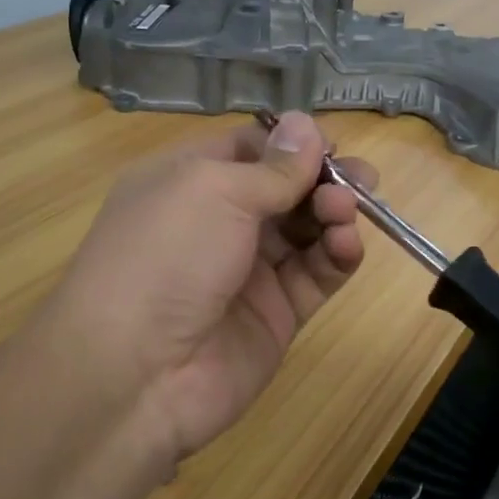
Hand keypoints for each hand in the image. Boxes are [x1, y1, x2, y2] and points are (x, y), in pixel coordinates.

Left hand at [40, 112, 373, 463]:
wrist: (135, 373)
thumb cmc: (166, 256)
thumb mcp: (215, 192)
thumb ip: (272, 166)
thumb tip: (306, 124)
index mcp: (189, 181)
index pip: (249, 149)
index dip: (291, 144)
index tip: (329, 144)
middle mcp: (218, 221)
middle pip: (285, 189)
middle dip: (324, 178)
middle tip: (362, 178)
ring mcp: (248, 270)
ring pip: (306, 230)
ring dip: (333, 213)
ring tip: (346, 210)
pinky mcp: (276, 314)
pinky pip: (316, 275)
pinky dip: (338, 256)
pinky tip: (347, 245)